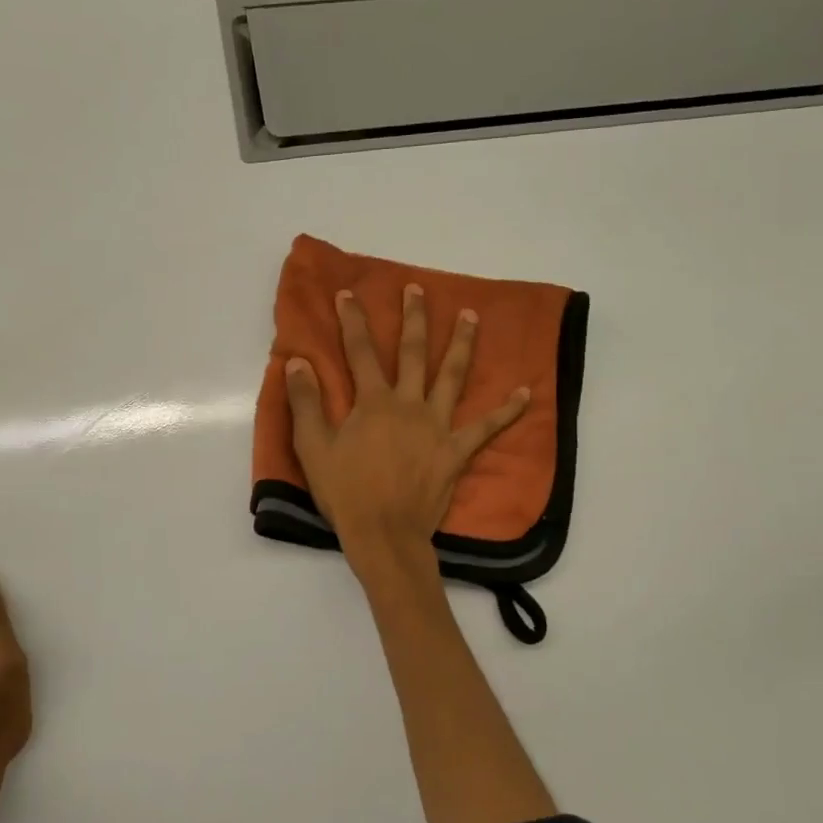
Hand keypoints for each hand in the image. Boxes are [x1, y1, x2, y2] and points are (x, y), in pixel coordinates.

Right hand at [285, 284, 529, 567]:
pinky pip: (486, 428)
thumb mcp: (313, 447)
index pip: (360, 352)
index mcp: (373, 402)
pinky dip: (507, 411)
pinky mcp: (456, 452)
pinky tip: (525, 393)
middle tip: (417, 289)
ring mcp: (437, 426)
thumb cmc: (345, 492)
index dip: (353, 320)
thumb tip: (297, 362)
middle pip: (413, 353)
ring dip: (462, 343)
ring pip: (453, 376)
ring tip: (470, 315)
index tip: (349, 293)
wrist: (383, 534)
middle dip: (414, 318)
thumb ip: (306, 402)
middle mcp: (409, 404)